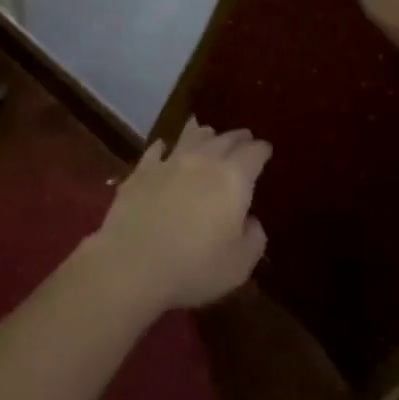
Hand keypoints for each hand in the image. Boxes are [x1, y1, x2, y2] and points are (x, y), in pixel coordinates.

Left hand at [85, 119, 270, 313]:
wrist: (132, 263)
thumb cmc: (195, 266)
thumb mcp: (240, 264)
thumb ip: (254, 238)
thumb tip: (252, 221)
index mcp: (233, 178)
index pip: (254, 153)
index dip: (262, 150)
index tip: (266, 150)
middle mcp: (202, 160)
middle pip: (224, 138)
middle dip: (237, 137)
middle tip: (244, 138)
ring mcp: (168, 162)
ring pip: (191, 135)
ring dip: (204, 133)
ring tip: (208, 133)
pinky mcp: (141, 171)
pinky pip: (156, 150)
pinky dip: (164, 146)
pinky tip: (163, 147)